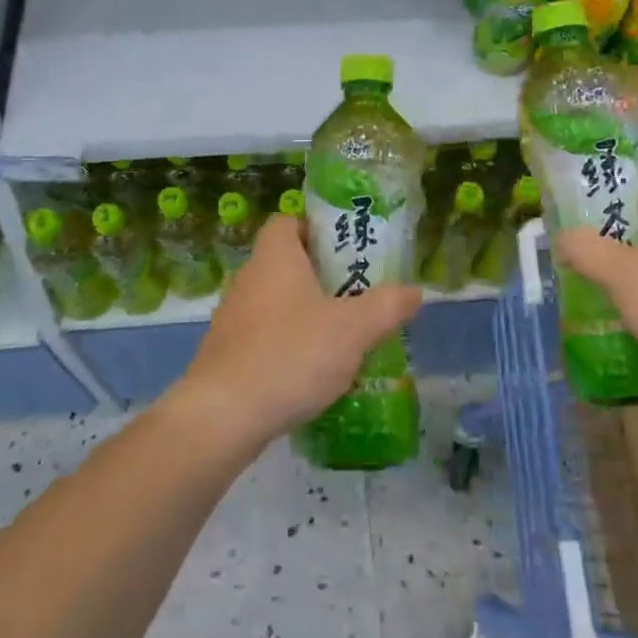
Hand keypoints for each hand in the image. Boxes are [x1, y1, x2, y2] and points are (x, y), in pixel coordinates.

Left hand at [169, 212, 421, 447]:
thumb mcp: (353, 329)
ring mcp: (233, 317)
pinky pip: (264, 336)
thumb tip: (415, 291)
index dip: (317, 228)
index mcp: (275, 257)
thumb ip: (387, 306)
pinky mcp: (226, 353)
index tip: (347, 250)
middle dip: (322, 276)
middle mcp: (249, 278)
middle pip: (287, 262)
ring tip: (341, 336)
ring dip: (306, 313)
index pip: (288, 221)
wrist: (223, 415)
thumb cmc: (291, 355)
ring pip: (276, 302)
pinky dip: (288, 344)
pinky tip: (311, 372)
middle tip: (357, 294)